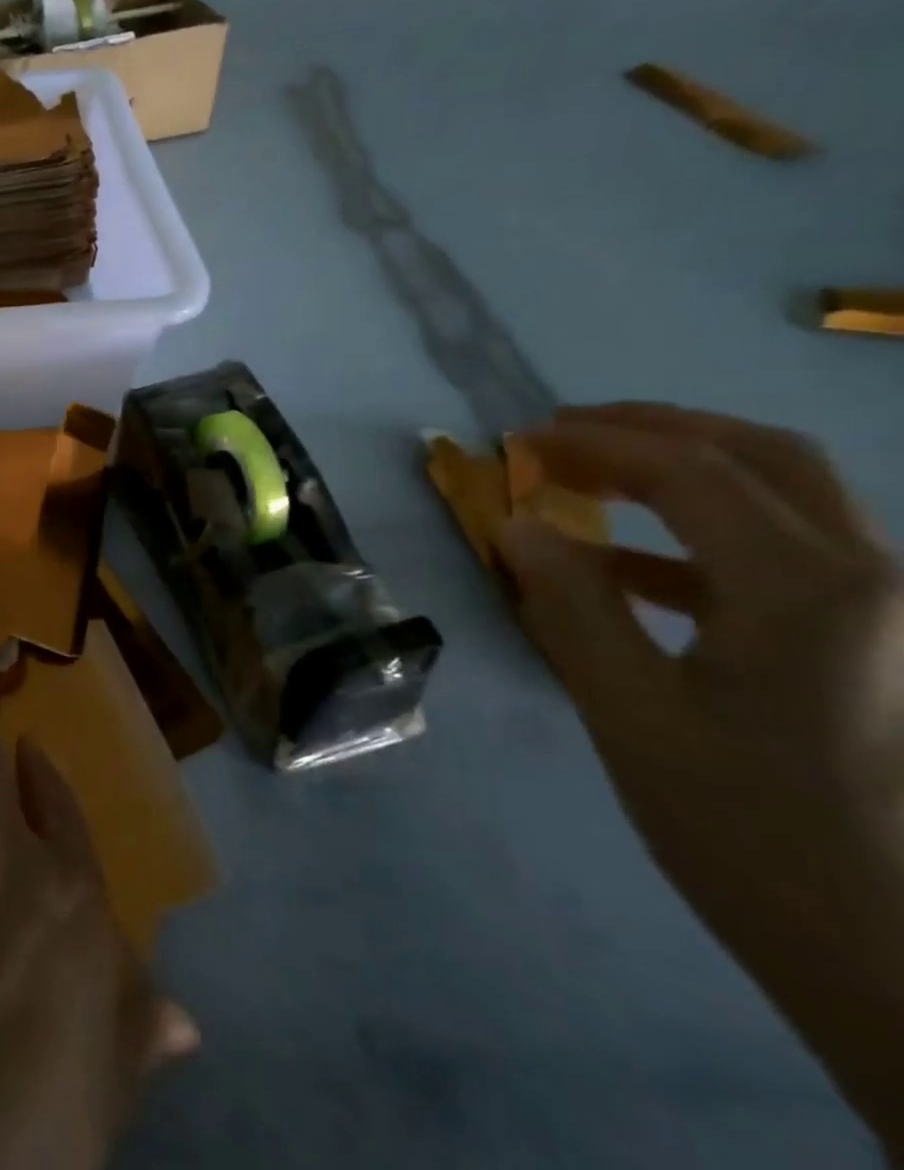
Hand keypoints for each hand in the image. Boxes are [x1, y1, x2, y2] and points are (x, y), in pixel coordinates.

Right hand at [496, 403, 903, 1149]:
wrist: (890, 953)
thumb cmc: (747, 828)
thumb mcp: (629, 713)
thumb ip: (571, 606)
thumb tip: (517, 524)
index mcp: (808, 588)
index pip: (690, 471)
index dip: (596, 442)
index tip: (518, 441)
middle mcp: (870, 577)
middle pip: (760, 456)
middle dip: (653, 429)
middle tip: (560, 434)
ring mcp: (884, 610)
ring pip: (784, 496)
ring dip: (680, 471)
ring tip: (587, 477)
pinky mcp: (872, 644)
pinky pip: (784, 554)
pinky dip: (699, 535)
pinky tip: (626, 566)